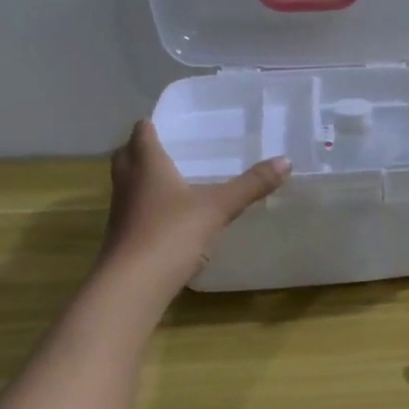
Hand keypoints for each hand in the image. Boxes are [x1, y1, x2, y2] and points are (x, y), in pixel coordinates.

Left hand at [101, 120, 290, 294]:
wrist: (133, 284)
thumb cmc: (172, 233)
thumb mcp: (219, 207)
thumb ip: (251, 185)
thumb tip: (286, 161)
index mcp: (147, 165)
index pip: (141, 133)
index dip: (152, 126)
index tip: (168, 124)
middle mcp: (128, 182)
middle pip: (127, 155)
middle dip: (141, 149)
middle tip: (168, 149)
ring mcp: (121, 211)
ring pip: (128, 184)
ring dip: (143, 179)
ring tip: (171, 181)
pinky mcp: (122, 238)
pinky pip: (133, 211)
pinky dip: (147, 207)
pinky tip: (169, 218)